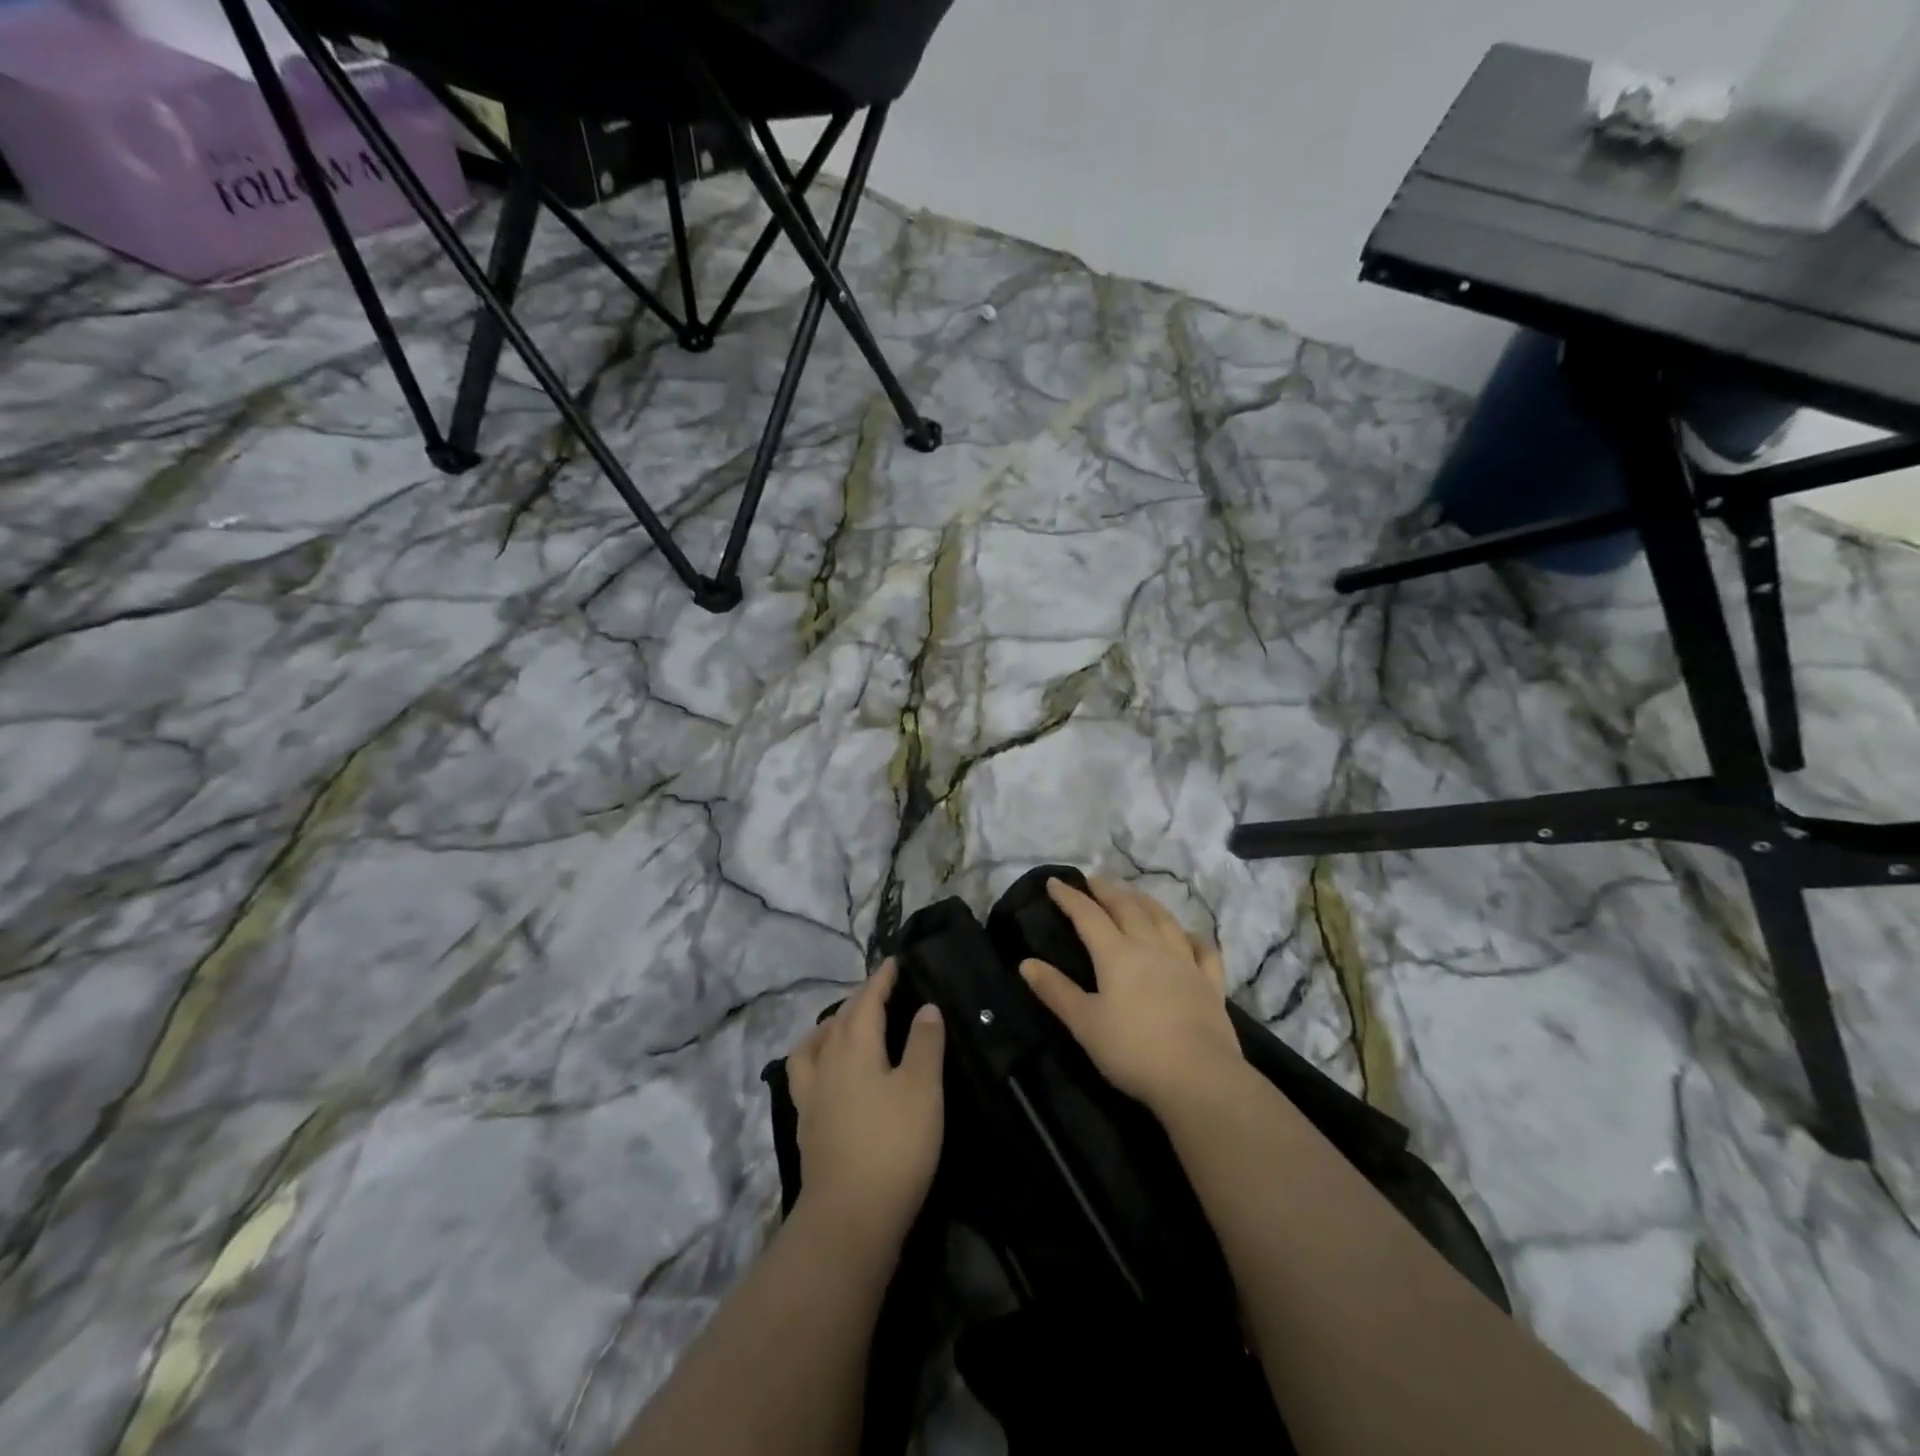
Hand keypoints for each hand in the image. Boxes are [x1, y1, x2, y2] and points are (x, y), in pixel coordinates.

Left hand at [787, 959, 945, 1250]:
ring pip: (815, 1045)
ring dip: (830, 1027)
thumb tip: (926, 1007)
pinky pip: (807, 1074)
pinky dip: (818, 1059)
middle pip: (839, 1019)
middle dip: (859, 999)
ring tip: (844, 1026)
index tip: (893, 962)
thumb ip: (925, 1043)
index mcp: (855, 1046)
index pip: (866, 1000)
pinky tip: (830, 1074)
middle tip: (880, 991)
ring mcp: (811, 1096)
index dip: (881, 979)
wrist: (849, 1218)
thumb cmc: (894, 1145)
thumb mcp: (923, 1089)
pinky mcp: (807, 1125)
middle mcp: (826, 1063)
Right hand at [1019, 877, 1244, 1113]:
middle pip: (1127, 908)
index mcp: (1116, 954)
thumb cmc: (1133, 1051)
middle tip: (1095, 880)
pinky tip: (1188, 935)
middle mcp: (1151, 947)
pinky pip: (1203, 949)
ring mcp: (1185, 962)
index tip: (1055, 882)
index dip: (1070, 897)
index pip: (1088, 916)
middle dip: (1108, 891)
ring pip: (1164, 919)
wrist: (1199, 1077)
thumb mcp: (1084, 1024)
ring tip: (1134, 893)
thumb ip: (1056, 991)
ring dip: (1145, 901)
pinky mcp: (1211, 983)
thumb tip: (1026, 963)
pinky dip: (1193, 936)